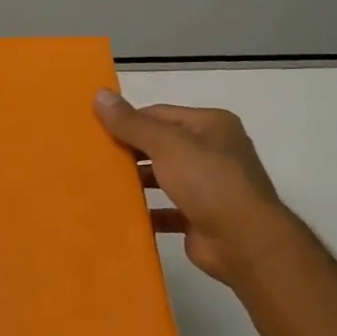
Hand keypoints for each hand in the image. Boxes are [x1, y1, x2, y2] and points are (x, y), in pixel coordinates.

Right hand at [94, 92, 294, 286]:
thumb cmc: (208, 182)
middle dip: (129, 152)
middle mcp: (213, 151)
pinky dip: (145, 212)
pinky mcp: (200, 217)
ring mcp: (208, 186)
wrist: (243, 240)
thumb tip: (99, 94)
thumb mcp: (167, 145)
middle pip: (161, 145)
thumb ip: (132, 123)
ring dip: (136, 182)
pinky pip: (166, 210)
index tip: (94, 132)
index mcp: (211, 125)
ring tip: (99, 185)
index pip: (159, 114)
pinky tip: (120, 214)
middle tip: (92, 159)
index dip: (127, 120)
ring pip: (163, 178)